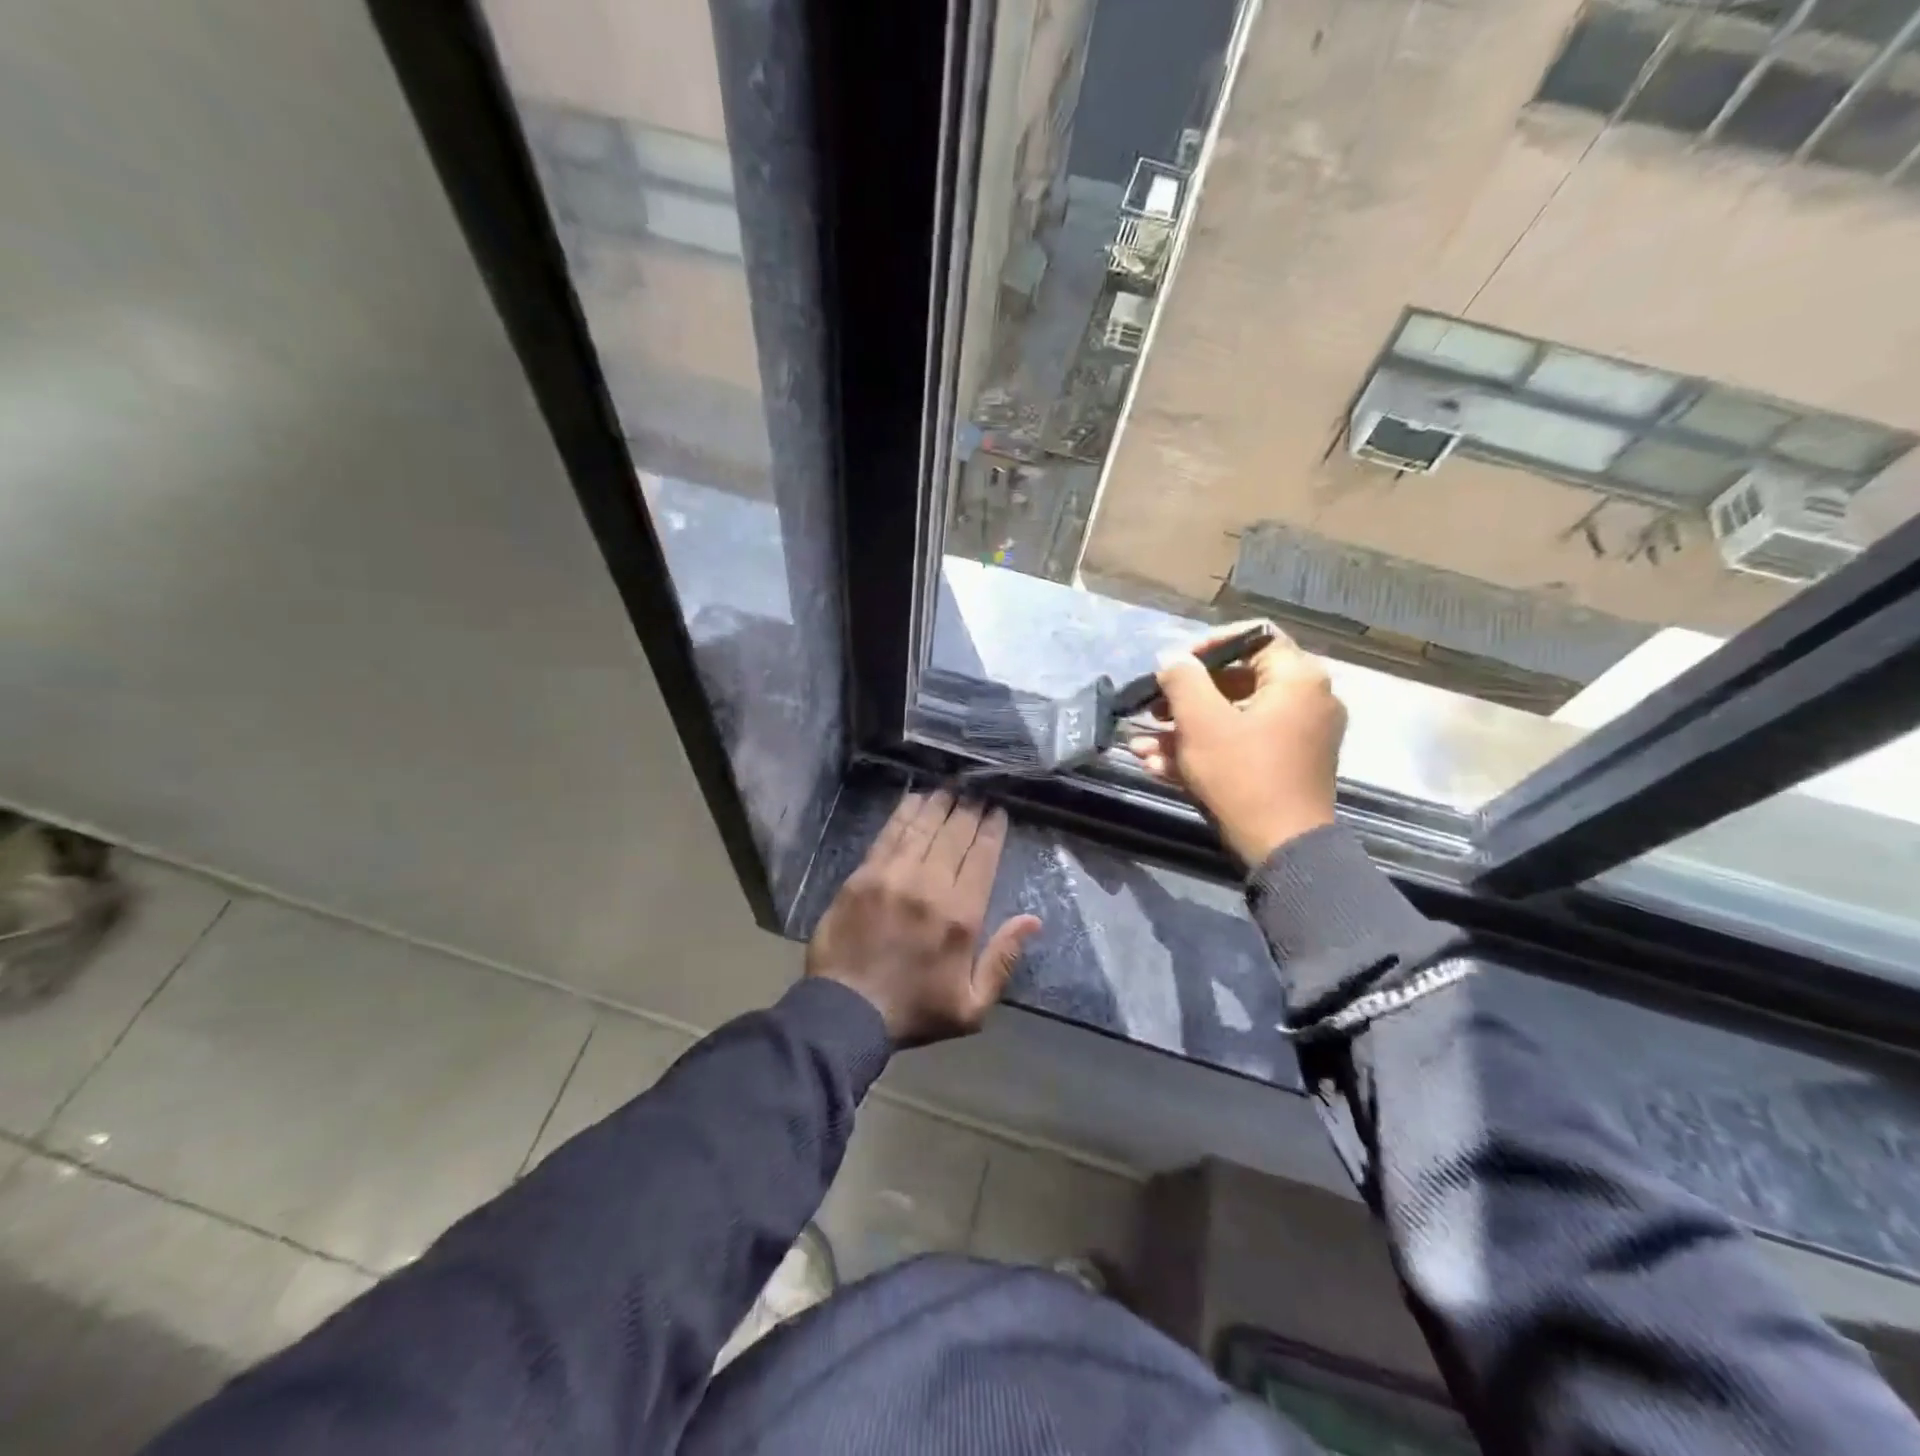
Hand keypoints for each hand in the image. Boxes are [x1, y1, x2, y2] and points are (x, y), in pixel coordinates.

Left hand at [806, 791, 1041, 1046]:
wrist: (846, 1012)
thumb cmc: (915, 1011)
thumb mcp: (972, 1006)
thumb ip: (1003, 959)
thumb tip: (1032, 919)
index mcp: (961, 915)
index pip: (982, 858)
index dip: (992, 830)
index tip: (998, 811)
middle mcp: (930, 886)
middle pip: (954, 835)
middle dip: (969, 810)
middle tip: (976, 793)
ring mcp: (893, 876)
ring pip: (923, 828)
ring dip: (939, 805)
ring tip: (951, 789)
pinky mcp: (863, 875)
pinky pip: (889, 834)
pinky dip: (904, 813)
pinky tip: (914, 798)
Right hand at [1126, 621, 1346, 866]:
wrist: (1283, 849)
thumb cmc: (1243, 775)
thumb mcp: (1201, 722)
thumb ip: (1182, 679)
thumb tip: (1172, 659)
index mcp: (1298, 678)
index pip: (1253, 636)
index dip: (1207, 645)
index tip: (1173, 666)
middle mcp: (1306, 700)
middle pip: (1237, 681)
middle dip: (1185, 697)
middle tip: (1151, 710)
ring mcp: (1297, 736)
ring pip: (1233, 718)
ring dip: (1184, 729)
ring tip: (1141, 746)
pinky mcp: (1285, 765)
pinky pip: (1241, 744)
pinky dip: (1205, 750)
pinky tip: (1158, 765)